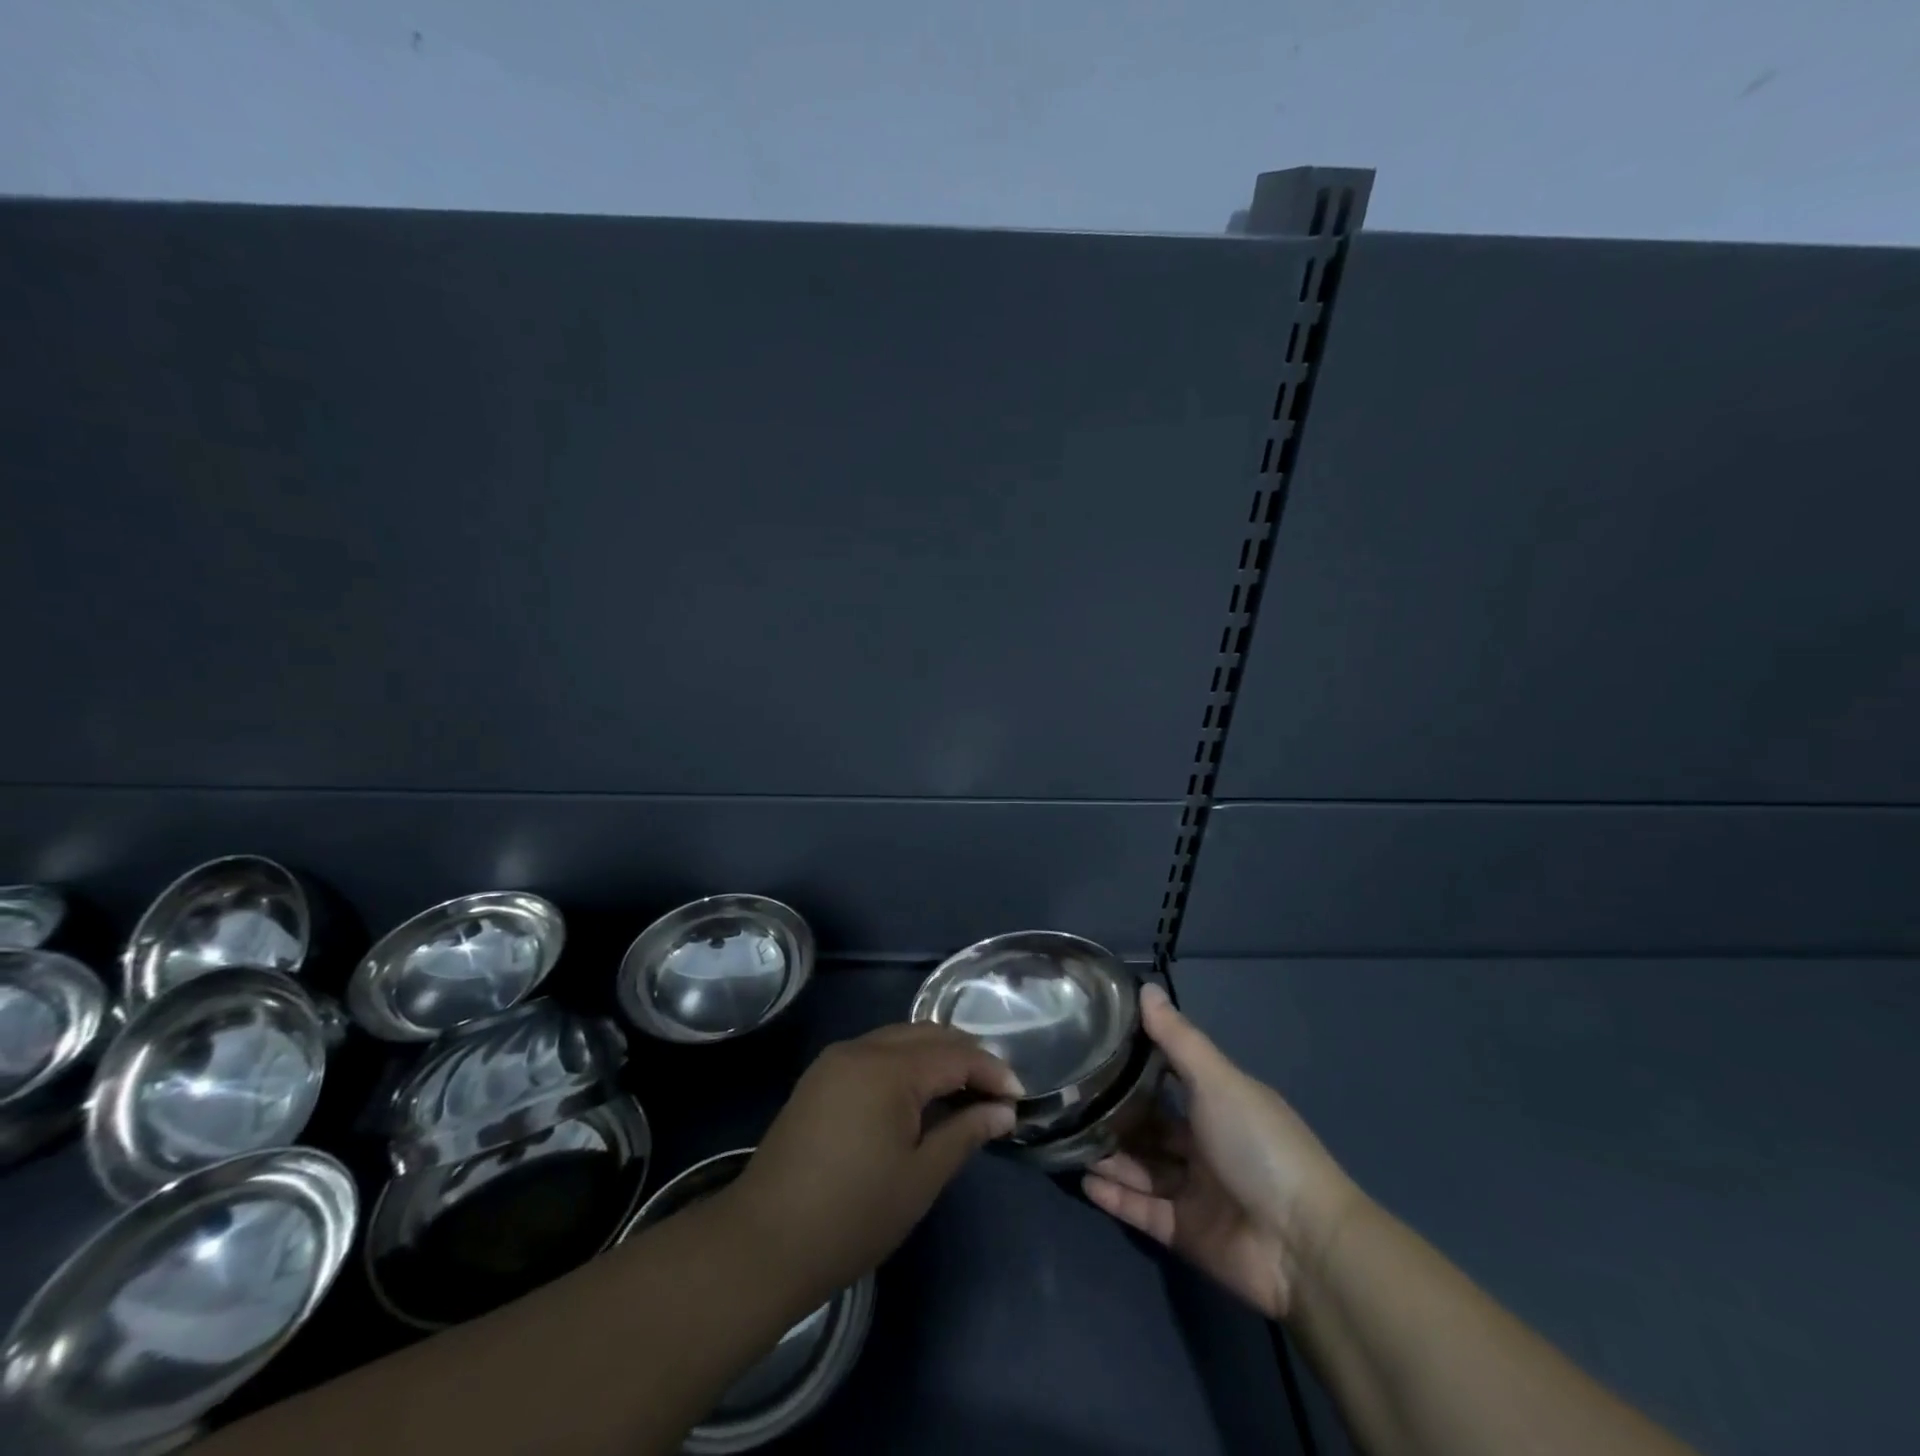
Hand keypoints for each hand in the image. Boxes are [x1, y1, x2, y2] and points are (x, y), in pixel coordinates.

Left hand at [723, 1023, 1022, 1313]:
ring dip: (935, 1056)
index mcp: (888, 1068)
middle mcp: (860, 1049)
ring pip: (899, 1039)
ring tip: (963, 1091)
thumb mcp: (920, 1178)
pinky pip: (875, 1053)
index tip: (1019, 1097)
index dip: (991, 1071)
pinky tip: (919, 1094)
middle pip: (926, 1035)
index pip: (954, 1054)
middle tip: (995, 1090)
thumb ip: (965, 1133)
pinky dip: (905, 1063)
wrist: (763, 1243)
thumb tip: (1003, 1111)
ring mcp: (835, 1060)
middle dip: (966, 1055)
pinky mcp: (819, 1077)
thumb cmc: (852, 1215)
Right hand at [1083, 984, 1360, 1319]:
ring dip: (1109, 1154)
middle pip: (1151, 1126)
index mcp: (1219, 1105)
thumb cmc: (1258, 1145)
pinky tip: (1084, 1179)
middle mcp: (1205, 1144)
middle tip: (1070, 1098)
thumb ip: (1177, 1038)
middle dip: (1116, 1114)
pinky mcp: (1184, 1232)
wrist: (1301, 1244)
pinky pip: (1142, 1209)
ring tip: (1067, 1137)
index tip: (1095, 1046)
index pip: (1169, 1079)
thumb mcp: (1217, 1081)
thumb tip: (1145, 987)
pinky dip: (1115, 1196)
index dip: (1136, 1065)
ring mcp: (1194, 1190)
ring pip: (1141, 1167)